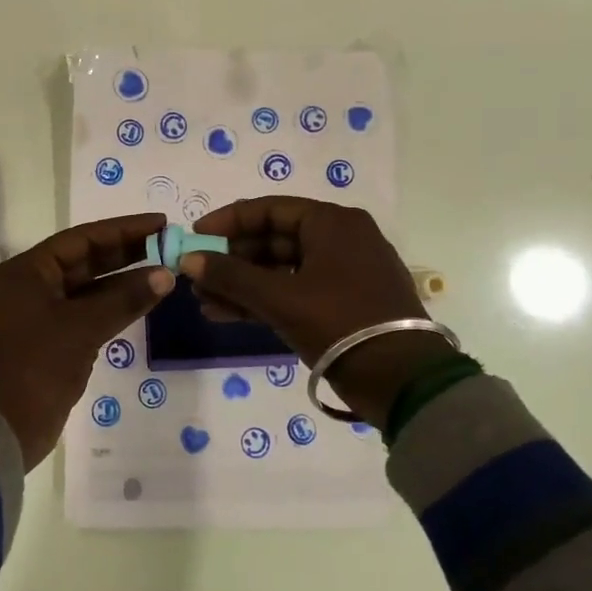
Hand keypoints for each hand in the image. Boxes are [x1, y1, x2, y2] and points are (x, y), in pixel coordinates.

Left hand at [0, 213, 173, 468]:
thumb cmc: (34, 366)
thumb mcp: (82, 328)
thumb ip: (125, 299)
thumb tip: (166, 275)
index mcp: (27, 271)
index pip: (82, 239)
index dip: (123, 230)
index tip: (160, 224)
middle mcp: (29, 287)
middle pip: (84, 261)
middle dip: (125, 254)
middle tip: (167, 246)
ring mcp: (37, 316)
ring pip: (86, 290)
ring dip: (122, 284)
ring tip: (163, 275)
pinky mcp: (46, 343)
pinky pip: (84, 315)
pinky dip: (110, 309)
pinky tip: (140, 305)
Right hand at [180, 196, 454, 429]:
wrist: (402, 381)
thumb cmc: (340, 323)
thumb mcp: (280, 298)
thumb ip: (231, 276)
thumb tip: (189, 260)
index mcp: (332, 223)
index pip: (269, 209)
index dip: (228, 221)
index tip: (194, 237)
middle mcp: (340, 239)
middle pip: (273, 240)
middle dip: (231, 260)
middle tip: (196, 276)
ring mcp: (344, 273)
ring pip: (281, 270)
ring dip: (242, 284)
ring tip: (203, 302)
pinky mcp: (344, 304)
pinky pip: (295, 292)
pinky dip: (263, 301)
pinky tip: (226, 314)